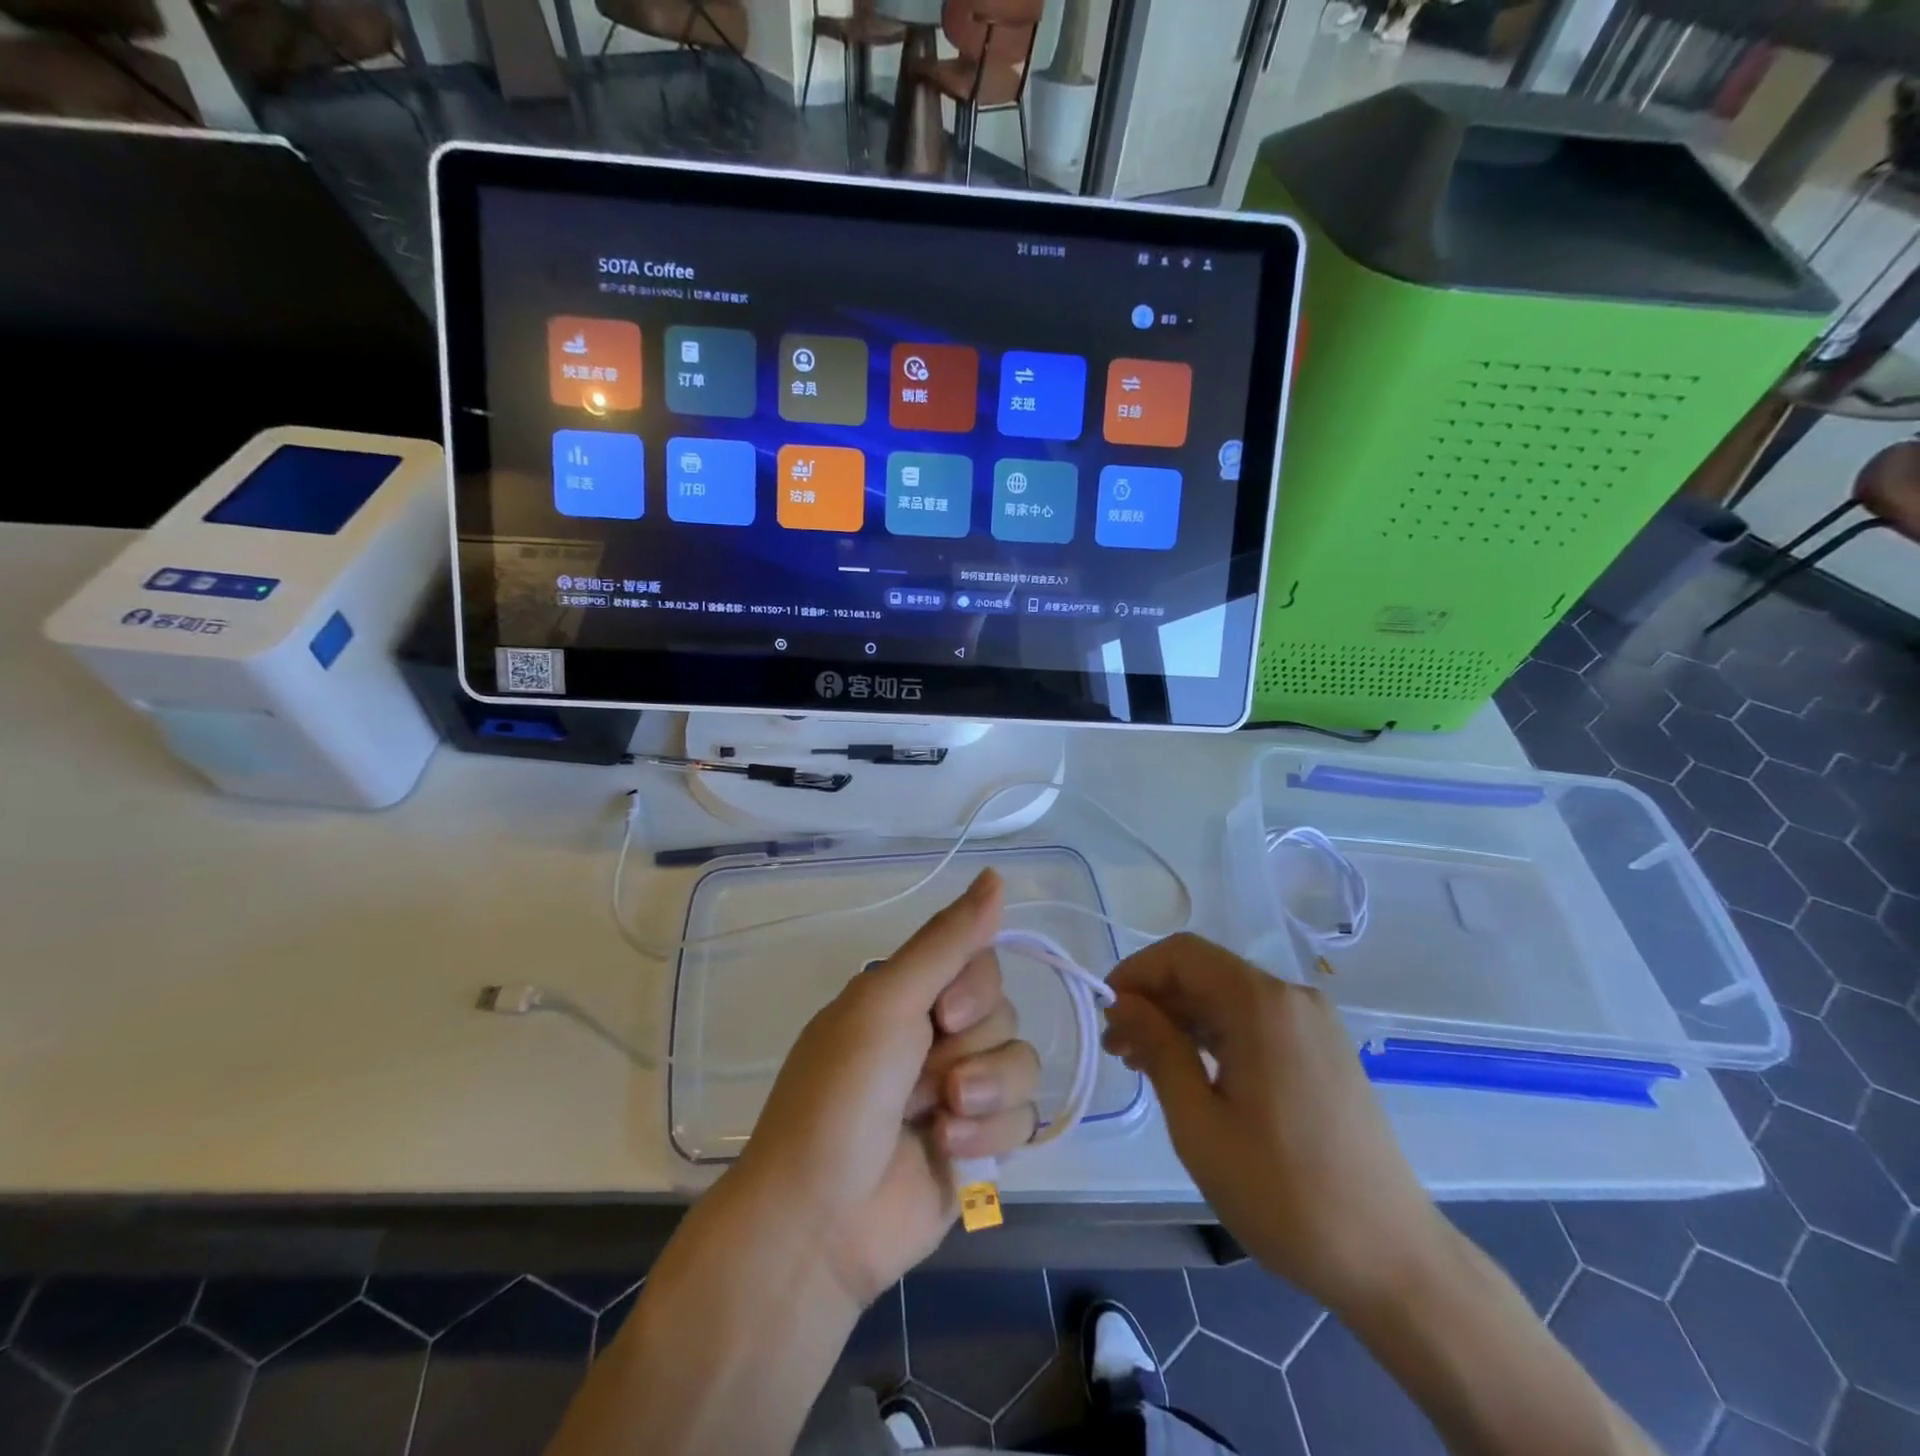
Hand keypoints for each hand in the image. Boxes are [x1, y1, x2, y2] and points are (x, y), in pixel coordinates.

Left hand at [730, 869, 1042, 1309]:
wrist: (820, 1220)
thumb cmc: (841, 1096)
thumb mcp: (888, 1003)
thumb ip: (948, 941)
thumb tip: (997, 875)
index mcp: (908, 996)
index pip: (980, 960)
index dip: (974, 987)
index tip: (941, 1014)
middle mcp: (936, 1035)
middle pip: (1003, 1011)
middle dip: (970, 1047)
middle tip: (924, 1078)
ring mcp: (961, 1090)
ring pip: (1020, 1062)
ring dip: (983, 1092)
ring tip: (938, 1119)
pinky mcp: (981, 1142)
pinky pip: (1023, 1116)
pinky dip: (988, 1132)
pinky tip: (948, 1149)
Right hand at [1103, 933, 1446, 1314]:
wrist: (1393, 1260)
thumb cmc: (1284, 1193)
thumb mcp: (1199, 1124)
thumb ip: (1158, 1049)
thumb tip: (1123, 1003)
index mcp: (1262, 1004)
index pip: (1182, 954)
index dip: (1135, 973)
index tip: (1106, 1015)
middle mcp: (1292, 998)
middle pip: (1205, 973)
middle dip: (1154, 1000)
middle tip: (1117, 1050)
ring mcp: (1314, 1024)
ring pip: (1229, 998)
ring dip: (1182, 1020)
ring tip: (1145, 1066)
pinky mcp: (1324, 1051)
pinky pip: (1256, 1022)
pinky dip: (1216, 1036)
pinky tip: (1192, 1074)